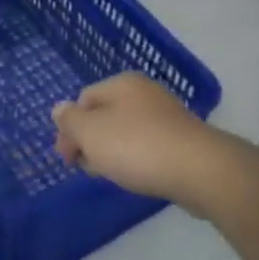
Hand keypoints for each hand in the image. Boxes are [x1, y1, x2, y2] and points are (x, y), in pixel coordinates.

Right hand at [52, 74, 222, 209]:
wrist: (199, 170)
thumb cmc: (136, 146)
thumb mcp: (90, 132)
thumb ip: (69, 120)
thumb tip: (59, 109)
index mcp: (121, 83)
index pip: (82, 100)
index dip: (69, 129)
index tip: (67, 159)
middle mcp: (145, 92)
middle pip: (104, 116)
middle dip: (90, 142)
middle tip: (89, 168)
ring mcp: (166, 115)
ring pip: (125, 132)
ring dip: (111, 153)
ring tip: (112, 175)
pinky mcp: (181, 139)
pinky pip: (146, 145)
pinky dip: (136, 159)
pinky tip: (137, 176)